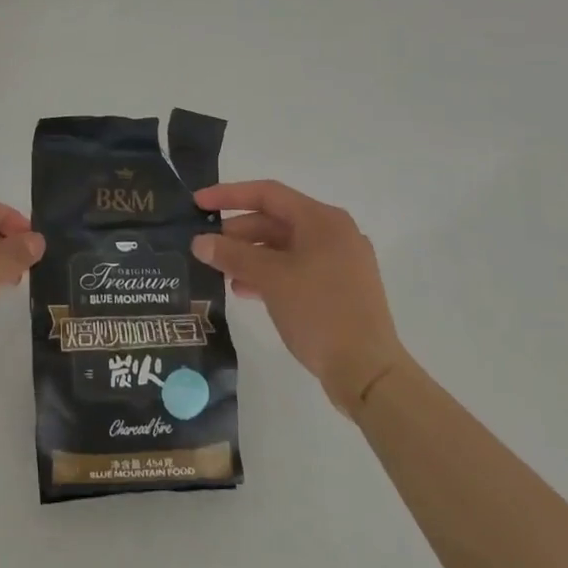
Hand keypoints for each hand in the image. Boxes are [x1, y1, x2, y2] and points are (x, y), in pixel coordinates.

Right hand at [192, 180, 406, 417]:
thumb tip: (199, 242)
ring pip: (285, 247)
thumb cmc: (320, 311)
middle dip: (238, 232)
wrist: (369, 373)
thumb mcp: (270, 278)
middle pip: (276, 220)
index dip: (229, 195)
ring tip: (222, 272)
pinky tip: (245, 290)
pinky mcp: (340, 289)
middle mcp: (334, 233)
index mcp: (322, 220)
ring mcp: (340, 262)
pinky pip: (296, 269)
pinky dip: (270, 274)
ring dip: (251, 256)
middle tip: (207, 245)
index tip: (198, 204)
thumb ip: (233, 255)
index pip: (267, 193)